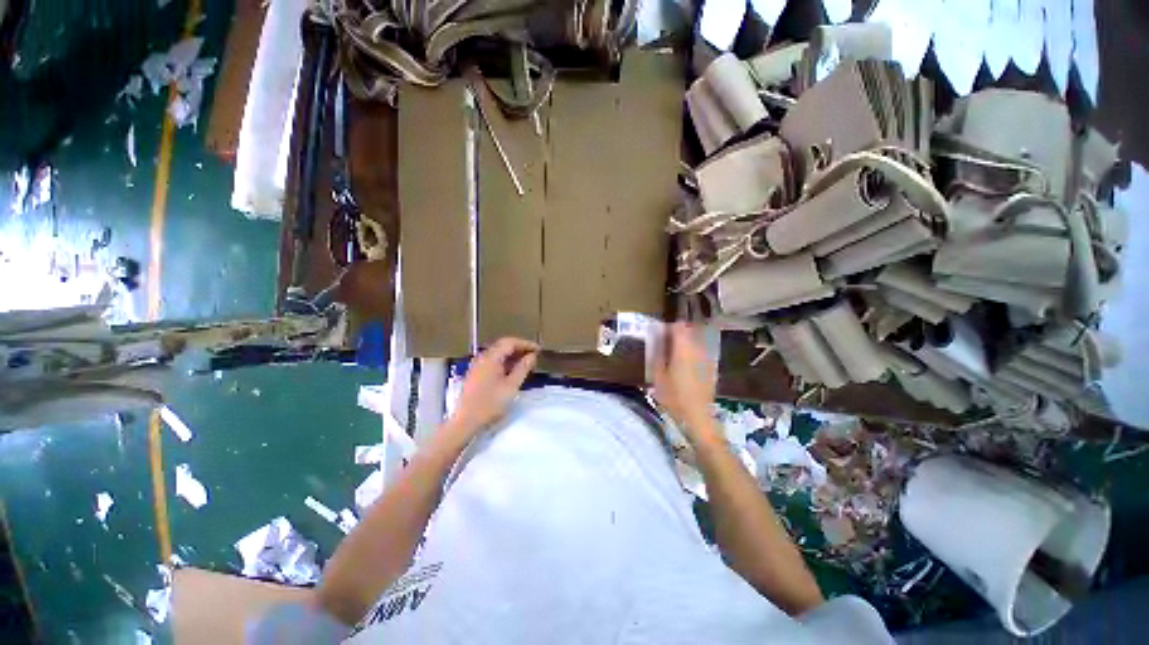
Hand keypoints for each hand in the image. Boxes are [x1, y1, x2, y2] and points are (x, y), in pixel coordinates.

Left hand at [450, 338, 538, 433]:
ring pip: (498, 353)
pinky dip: (505, 362)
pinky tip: (513, 371)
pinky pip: (493, 361)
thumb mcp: (511, 386)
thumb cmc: (490, 403)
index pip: (510, 342)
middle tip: (534, 355)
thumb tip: (532, 356)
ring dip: (512, 355)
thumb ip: (523, 368)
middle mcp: (482, 357)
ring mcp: (477, 365)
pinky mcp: (476, 374)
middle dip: (519, 348)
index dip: (526, 344)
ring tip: (526, 362)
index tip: (539, 349)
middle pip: (503, 345)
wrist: (466, 421)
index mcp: (491, 358)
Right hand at [652, 323, 716, 438]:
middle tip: (664, 345)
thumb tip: (655, 341)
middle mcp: (698, 349)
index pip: (678, 326)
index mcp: (683, 348)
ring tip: (673, 356)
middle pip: (688, 332)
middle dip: (677, 334)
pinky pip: (700, 353)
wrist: (697, 417)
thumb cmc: (673, 397)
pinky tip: (685, 367)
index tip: (659, 334)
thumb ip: (657, 355)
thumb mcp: (657, 376)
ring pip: (695, 342)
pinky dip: (692, 354)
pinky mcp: (712, 368)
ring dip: (685, 344)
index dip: (668, 327)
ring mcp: (707, 358)